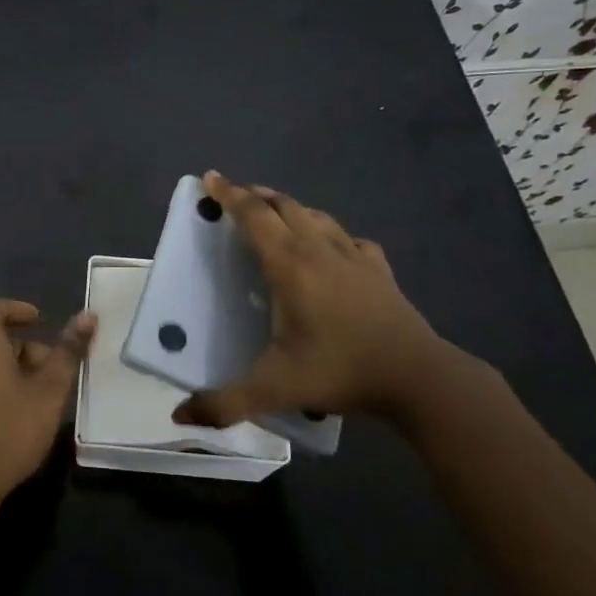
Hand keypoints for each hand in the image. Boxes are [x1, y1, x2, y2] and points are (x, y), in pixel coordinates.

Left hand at [0, 298, 96, 520]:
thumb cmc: (9, 430)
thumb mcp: (49, 392)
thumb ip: (68, 352)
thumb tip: (88, 316)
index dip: (12, 309)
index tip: (38, 321)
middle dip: (24, 349)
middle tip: (53, 372)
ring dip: (11, 372)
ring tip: (40, 399)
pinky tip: (17, 416)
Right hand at [172, 171, 457, 428]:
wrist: (417, 375)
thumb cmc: (340, 371)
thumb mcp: (274, 389)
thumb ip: (224, 403)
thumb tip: (178, 416)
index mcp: (290, 266)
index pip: (254, 217)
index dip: (230, 195)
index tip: (211, 178)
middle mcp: (320, 250)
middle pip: (284, 206)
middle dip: (256, 195)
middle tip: (236, 195)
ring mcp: (354, 256)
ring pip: (316, 216)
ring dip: (290, 207)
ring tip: (275, 211)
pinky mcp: (379, 269)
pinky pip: (349, 238)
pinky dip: (330, 233)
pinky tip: (332, 246)